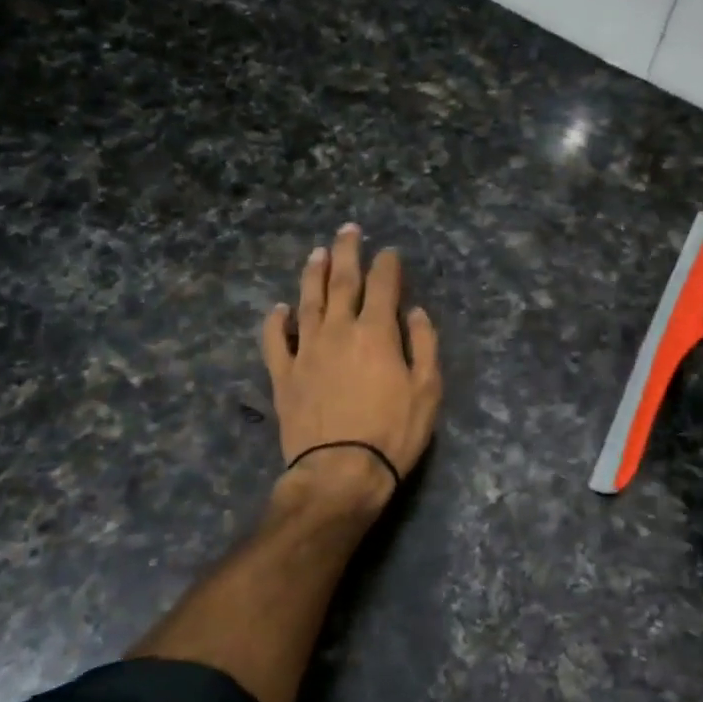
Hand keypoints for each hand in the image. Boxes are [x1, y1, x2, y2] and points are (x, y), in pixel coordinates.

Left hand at [261, 224, 442, 512]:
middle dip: (347, 252)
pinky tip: (279, 309)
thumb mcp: (427, 390)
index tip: (389, 252)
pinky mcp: (283, 374)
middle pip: (342, 281)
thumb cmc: (393, 432)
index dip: (388, 265)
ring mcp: (306, 350)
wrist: (340, 472)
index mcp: (377, 332)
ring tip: (317, 253)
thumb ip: (425, 346)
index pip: (383, 285)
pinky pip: (275, 340)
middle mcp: (338, 330)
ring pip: (307, 301)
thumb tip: (416, 312)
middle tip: (349, 230)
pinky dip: (276, 321)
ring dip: (313, 274)